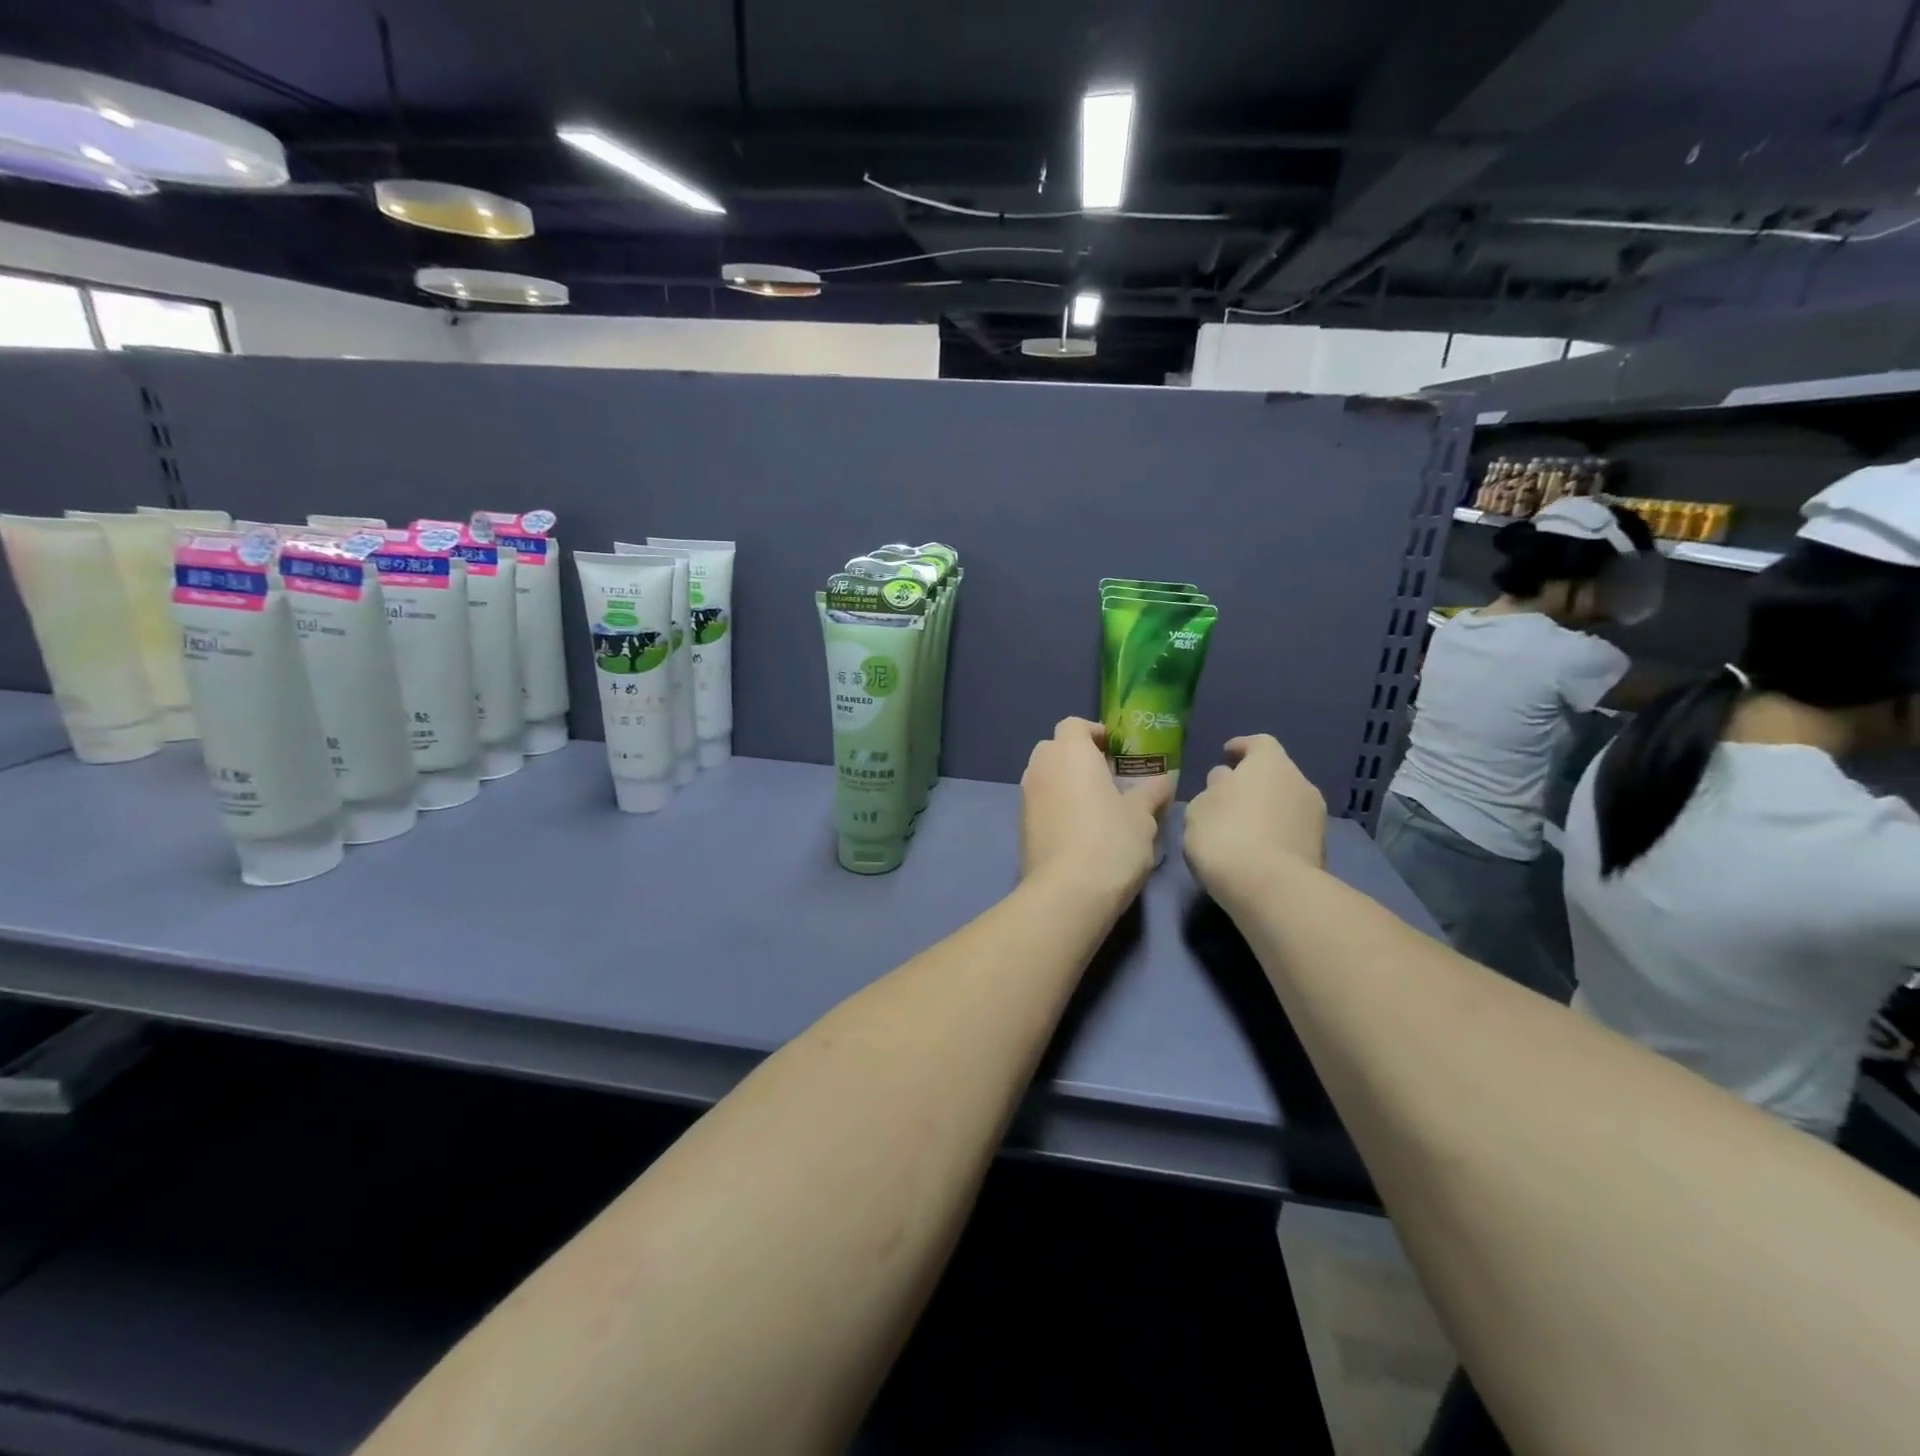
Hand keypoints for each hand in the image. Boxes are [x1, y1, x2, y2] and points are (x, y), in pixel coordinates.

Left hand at [1020, 718, 1171, 902]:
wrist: (1067, 892)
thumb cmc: (1110, 841)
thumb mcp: (1142, 816)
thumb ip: (1151, 792)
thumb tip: (1164, 779)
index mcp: (1069, 752)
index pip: (1074, 725)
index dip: (1096, 733)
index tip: (1118, 752)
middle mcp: (1041, 766)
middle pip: (1056, 748)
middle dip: (1079, 757)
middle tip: (1110, 779)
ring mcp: (1026, 796)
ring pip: (1047, 776)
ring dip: (1067, 783)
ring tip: (1098, 807)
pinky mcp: (1021, 825)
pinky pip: (1041, 802)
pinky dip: (1057, 806)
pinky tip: (1081, 831)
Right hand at [1183, 735, 1326, 905]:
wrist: (1270, 888)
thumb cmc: (1225, 835)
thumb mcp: (1200, 807)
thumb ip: (1214, 789)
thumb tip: (1225, 781)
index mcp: (1269, 763)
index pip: (1258, 743)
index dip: (1241, 746)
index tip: (1226, 753)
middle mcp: (1300, 782)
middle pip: (1275, 774)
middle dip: (1254, 782)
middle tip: (1229, 796)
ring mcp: (1316, 817)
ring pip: (1286, 803)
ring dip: (1267, 810)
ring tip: (1242, 827)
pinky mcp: (1321, 849)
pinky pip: (1292, 831)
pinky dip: (1277, 834)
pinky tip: (1257, 849)